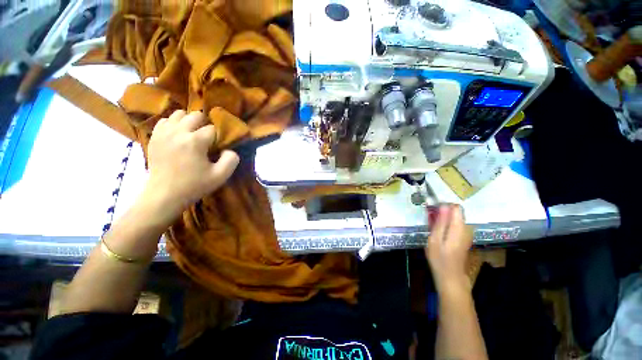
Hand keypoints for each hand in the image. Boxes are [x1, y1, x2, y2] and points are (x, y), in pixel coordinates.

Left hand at [141, 110, 238, 223]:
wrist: (164, 195)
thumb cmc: (194, 186)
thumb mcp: (220, 176)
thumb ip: (231, 160)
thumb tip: (229, 149)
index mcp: (195, 141)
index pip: (212, 129)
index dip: (218, 137)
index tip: (217, 147)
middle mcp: (178, 132)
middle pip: (195, 115)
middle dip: (205, 124)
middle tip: (206, 138)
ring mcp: (163, 133)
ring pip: (179, 114)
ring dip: (189, 122)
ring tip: (192, 134)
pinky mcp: (154, 137)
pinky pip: (165, 121)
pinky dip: (174, 124)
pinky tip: (178, 135)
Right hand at [425, 204, 473, 293]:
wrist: (451, 277)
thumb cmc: (440, 258)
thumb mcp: (435, 239)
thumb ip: (440, 221)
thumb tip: (444, 205)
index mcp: (459, 227)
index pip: (456, 207)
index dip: (444, 206)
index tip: (433, 211)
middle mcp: (466, 228)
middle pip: (455, 212)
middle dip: (442, 213)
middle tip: (430, 222)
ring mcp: (466, 233)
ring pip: (454, 219)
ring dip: (443, 220)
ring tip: (432, 229)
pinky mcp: (464, 238)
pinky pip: (455, 225)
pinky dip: (446, 226)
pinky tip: (438, 234)